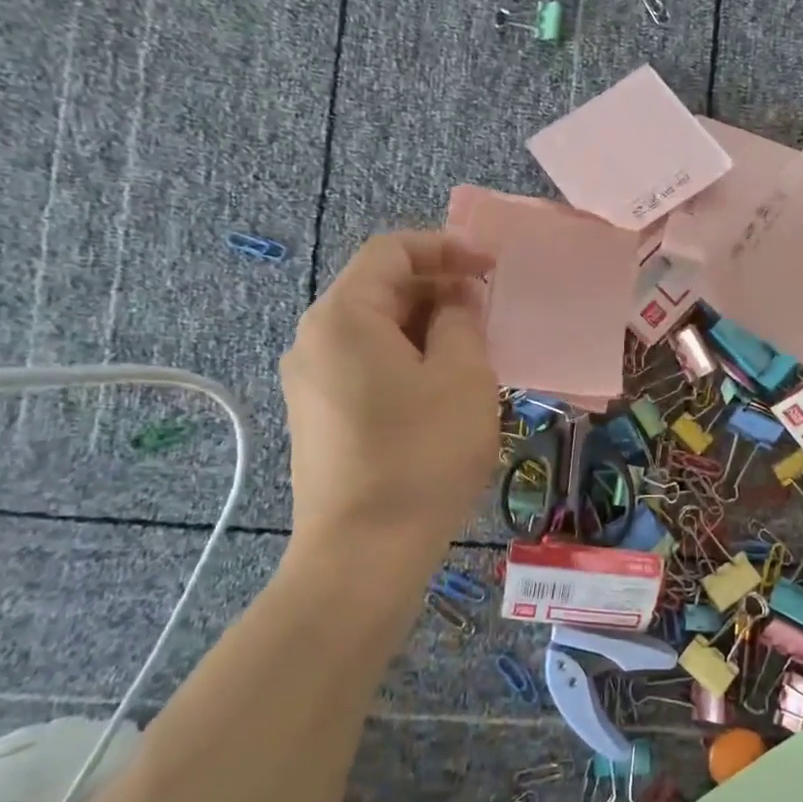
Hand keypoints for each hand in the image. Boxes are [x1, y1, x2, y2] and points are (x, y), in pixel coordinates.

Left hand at [280, 232, 500, 566]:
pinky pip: (366, 367)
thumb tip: (456, 299)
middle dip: (439, 291)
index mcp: (343, 316)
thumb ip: (461, 320)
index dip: (446, 248)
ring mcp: (310, 382)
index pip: (392, 251)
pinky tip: (441, 391)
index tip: (492, 268)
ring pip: (375, 332)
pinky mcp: (318, 418)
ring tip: (474, 353)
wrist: (364, 553)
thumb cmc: (421, 454)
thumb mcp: (461, 376)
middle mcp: (314, 339)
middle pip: (380, 290)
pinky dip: (407, 361)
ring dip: (427, 329)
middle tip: (490, 314)